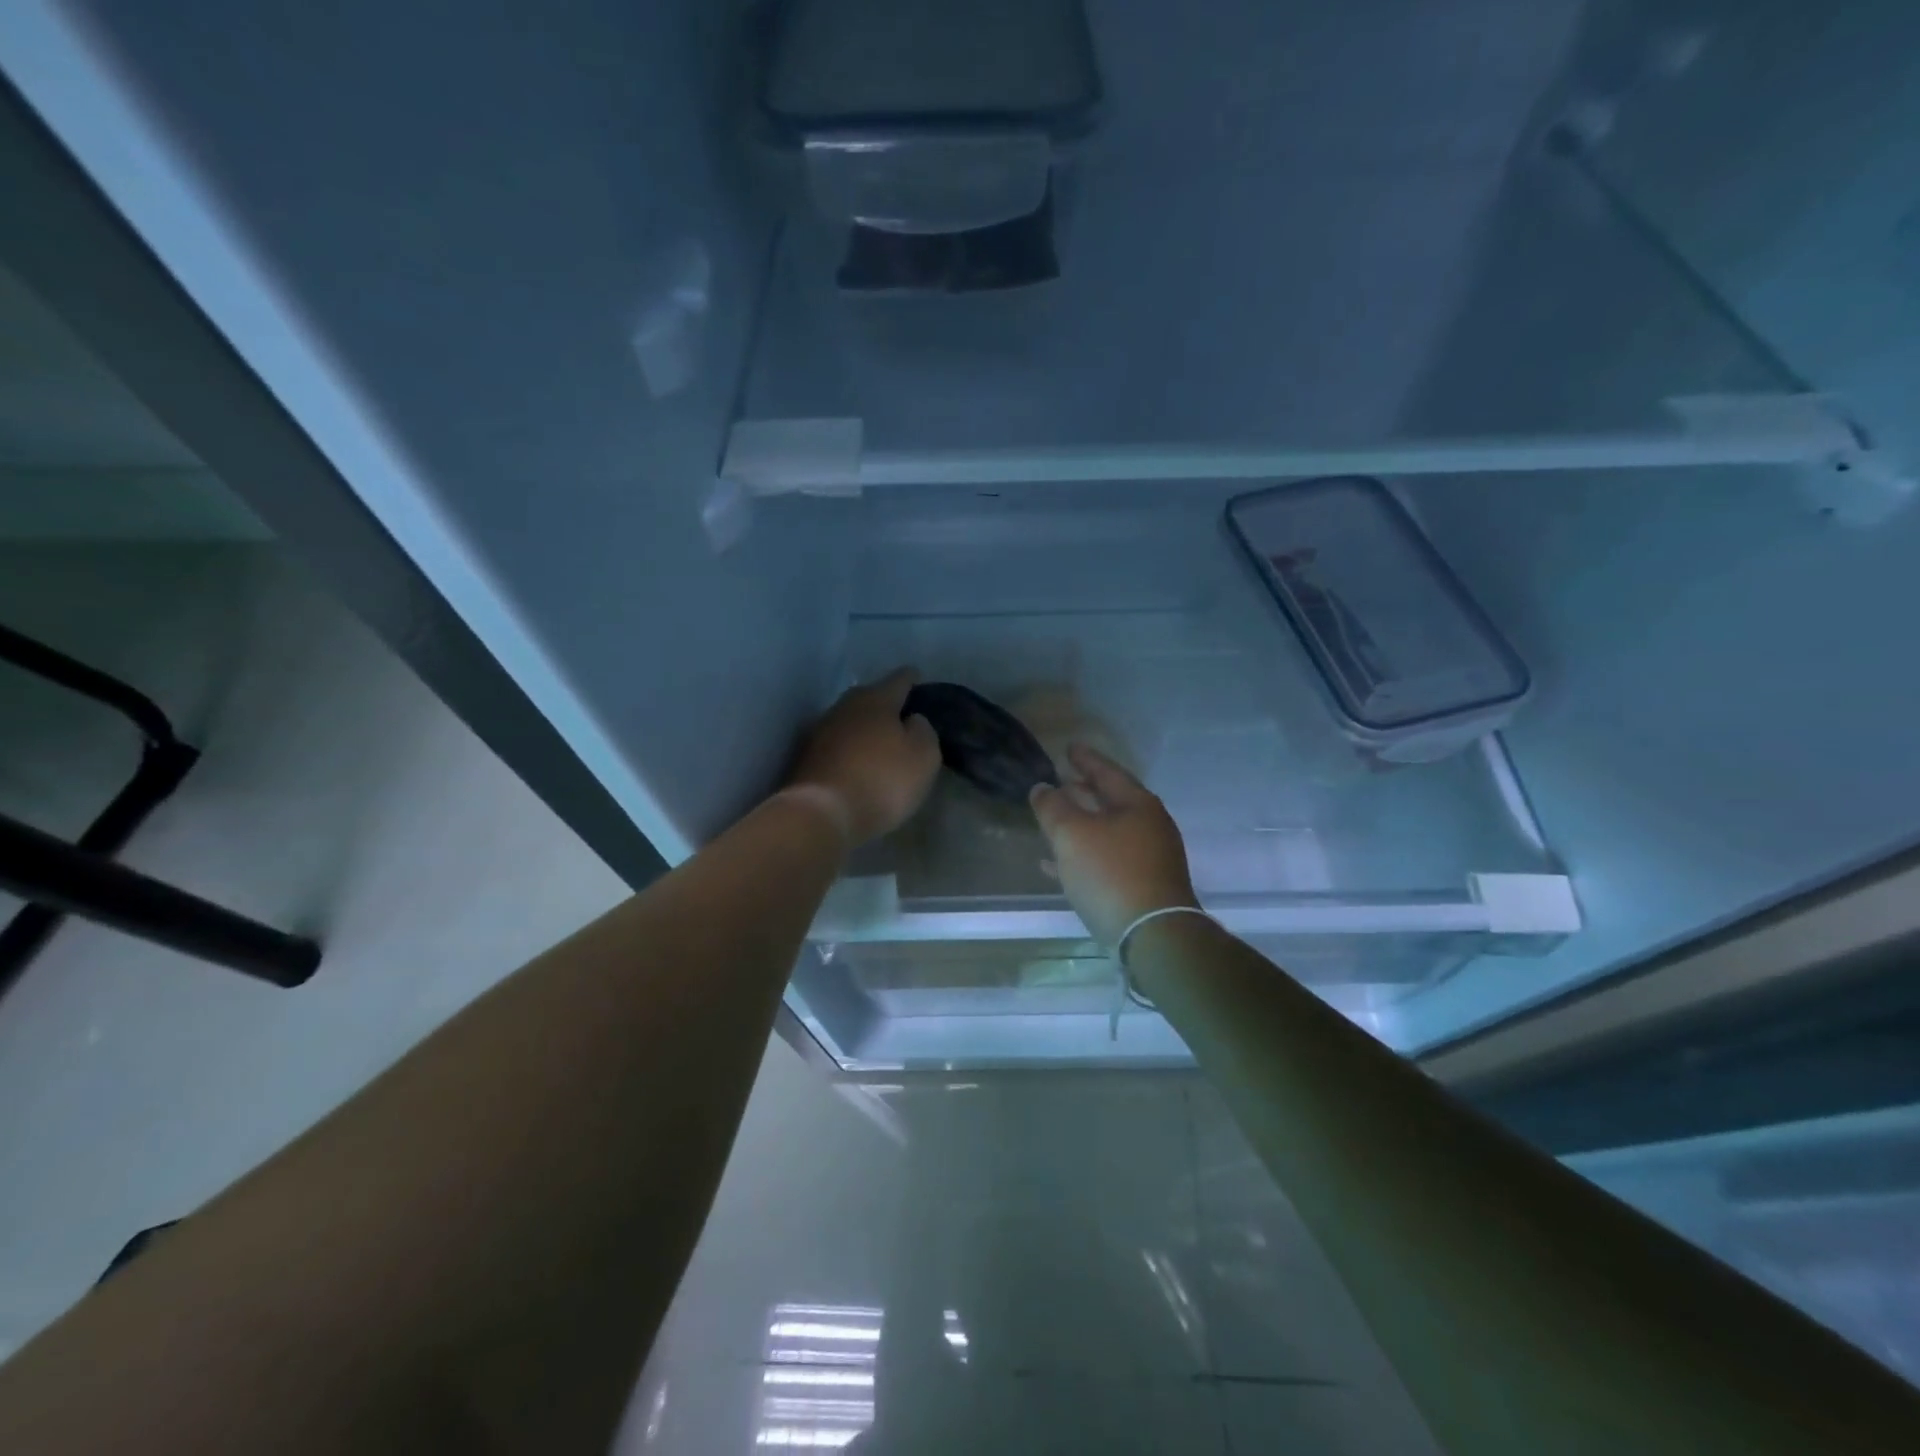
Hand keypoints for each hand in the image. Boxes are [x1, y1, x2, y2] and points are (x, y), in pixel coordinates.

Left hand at [787, 667, 941, 847]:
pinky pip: (836, 744)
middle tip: (900, 714)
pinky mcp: (805, 757)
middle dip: (884, 702)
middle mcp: (844, 706)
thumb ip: (923, 731)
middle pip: (869, 696)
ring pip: (849, 719)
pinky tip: (856, 761)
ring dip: (864, 726)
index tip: (917, 677)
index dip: (911, 678)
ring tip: (879, 740)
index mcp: (876, 700)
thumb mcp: (923, 756)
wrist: (821, 814)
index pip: (899, 679)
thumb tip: (912, 720)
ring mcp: (820, 731)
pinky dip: (848, 748)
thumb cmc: (882, 780)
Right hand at [1030, 744, 1199, 946]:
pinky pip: (1108, 861)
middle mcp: (1150, 826)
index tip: (1068, 747)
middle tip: (1061, 781)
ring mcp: (1150, 858)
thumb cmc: (1111, 874)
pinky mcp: (1144, 887)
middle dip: (1084, 791)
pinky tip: (1057, 866)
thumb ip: (1053, 807)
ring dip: (1082, 824)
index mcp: (1138, 804)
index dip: (1085, 759)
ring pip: (1109, 832)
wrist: (1153, 935)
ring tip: (1055, 821)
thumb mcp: (1072, 834)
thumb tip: (1042, 787)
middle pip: (1112, 800)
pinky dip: (1084, 856)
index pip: (1107, 771)